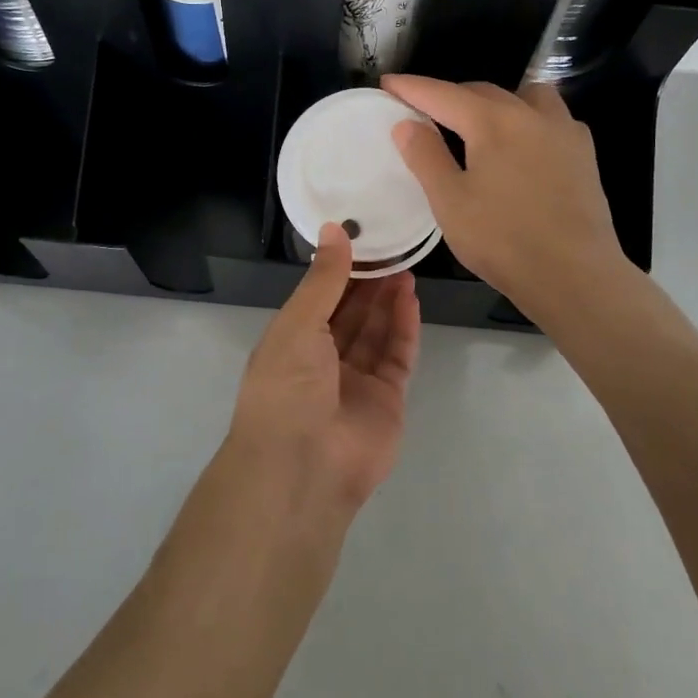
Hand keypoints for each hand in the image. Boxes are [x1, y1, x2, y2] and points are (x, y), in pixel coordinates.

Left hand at [227, 224, 419, 513]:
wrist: (303, 467)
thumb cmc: (287, 387)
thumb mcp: (298, 324)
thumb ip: (323, 279)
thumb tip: (334, 229)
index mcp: (292, 342)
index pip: (320, 297)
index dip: (339, 270)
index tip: (360, 238)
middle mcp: (322, 360)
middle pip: (350, 314)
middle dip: (368, 282)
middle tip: (391, 247)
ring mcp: (356, 382)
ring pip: (375, 332)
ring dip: (388, 300)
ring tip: (405, 265)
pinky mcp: (386, 400)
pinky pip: (397, 357)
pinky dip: (403, 328)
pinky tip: (410, 298)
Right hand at [381, 75, 629, 322]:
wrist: (576, 276)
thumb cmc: (503, 240)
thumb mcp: (450, 202)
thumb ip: (426, 156)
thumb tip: (406, 123)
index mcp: (493, 122)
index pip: (443, 94)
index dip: (412, 88)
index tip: (387, 83)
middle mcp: (531, 114)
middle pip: (482, 91)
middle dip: (450, 96)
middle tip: (423, 111)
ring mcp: (564, 131)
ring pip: (525, 96)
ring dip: (496, 101)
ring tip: (479, 123)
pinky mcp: (584, 154)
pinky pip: (551, 119)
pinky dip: (528, 119)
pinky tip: (522, 146)